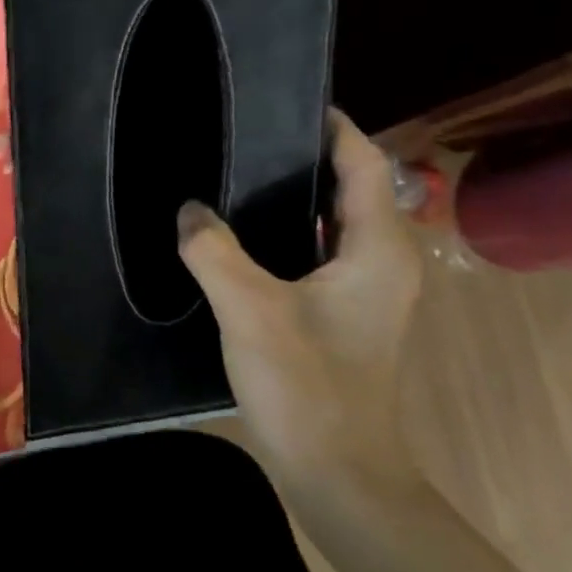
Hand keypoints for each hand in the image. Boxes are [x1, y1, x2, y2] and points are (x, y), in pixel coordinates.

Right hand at [177, 109, 422, 483]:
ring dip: (294, 196)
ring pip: (332, 222)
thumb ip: (214, 252)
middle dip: (305, 157)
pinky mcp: (345, 313)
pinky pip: (318, 252)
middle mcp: (383, 262)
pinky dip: (287, 232)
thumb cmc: (307, 385)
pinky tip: (242, 235)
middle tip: (245, 135)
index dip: (333, 128)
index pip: (365, 165)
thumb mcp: (250, 311)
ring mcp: (367, 291)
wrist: (338, 470)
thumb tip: (189, 210)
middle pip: (351, 188)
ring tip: (236, 175)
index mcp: (378, 250)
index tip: (288, 100)